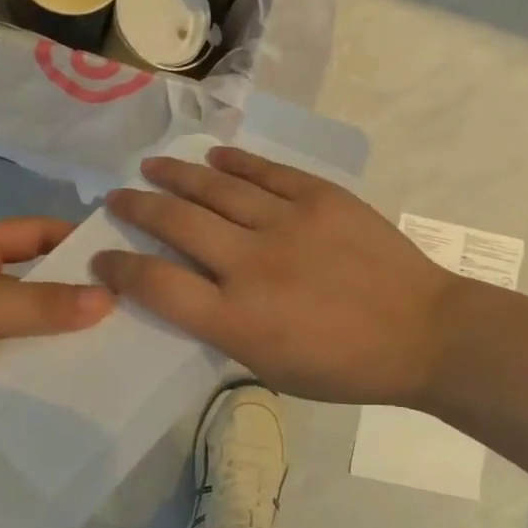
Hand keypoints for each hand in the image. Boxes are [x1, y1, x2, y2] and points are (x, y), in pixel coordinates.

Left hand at [0, 218, 113, 439]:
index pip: (37, 233)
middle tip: (133, 315)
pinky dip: (34, 374)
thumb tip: (108, 299)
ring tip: (115, 355)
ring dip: (58, 342)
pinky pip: (8, 367)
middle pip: (37, 285)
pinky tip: (72, 389)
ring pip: (26, 330)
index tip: (124, 258)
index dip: (76, 240)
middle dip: (77, 298)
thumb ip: (39, 305)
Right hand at [93, 148, 459, 405]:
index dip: (121, 268)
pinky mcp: (319, 197)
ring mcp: (286, 223)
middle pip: (176, 222)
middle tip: (118, 198)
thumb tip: (193, 293)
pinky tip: (213, 157)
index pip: (157, 285)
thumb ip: (224, 330)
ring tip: (151, 166)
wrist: (423, 332)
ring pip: (215, 187)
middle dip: (137, 207)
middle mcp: (251, 263)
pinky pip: (265, 171)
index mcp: (237, 319)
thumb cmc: (345, 367)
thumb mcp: (271, 370)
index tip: (104, 257)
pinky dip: (234, 161)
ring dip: (175, 175)